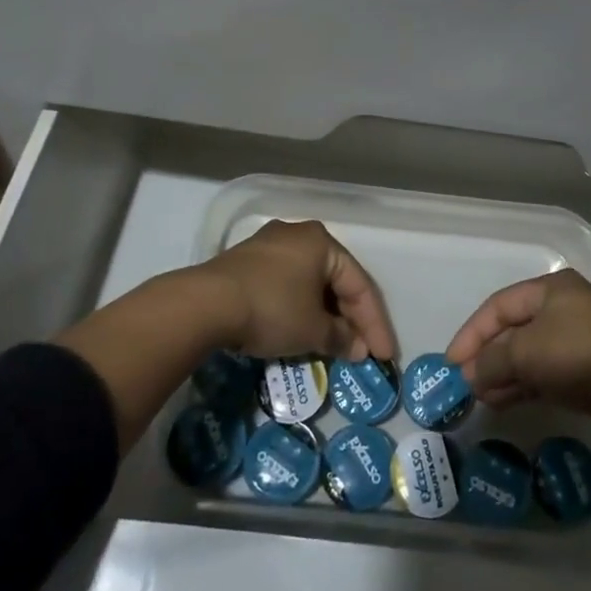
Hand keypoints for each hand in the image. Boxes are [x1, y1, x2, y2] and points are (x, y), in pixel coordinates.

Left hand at [204, 219, 396, 362]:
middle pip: (335, 280)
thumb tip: (357, 348)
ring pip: (309, 282)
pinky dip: (299, 308)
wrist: (206, 304)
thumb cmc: (272, 309)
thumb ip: (341, 338)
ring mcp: (269, 246)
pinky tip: (301, 329)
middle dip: (350, 318)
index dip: (375, 323)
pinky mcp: (246, 262)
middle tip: (361, 351)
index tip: (384, 356)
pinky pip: (286, 284)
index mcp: (322, 242)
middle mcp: (298, 235)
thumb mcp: (312, 329)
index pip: (359, 284)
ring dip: (324, 314)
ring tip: (333, 345)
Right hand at [445, 270, 590, 436]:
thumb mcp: (525, 353)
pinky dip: (521, 384)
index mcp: (551, 288)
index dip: (471, 333)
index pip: (499, 306)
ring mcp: (576, 338)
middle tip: (464, 383)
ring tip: (479, 397)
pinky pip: (543, 371)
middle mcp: (563, 307)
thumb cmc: (577, 356)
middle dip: (486, 356)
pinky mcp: (585, 368)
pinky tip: (501, 401)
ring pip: (528, 353)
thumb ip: (491, 361)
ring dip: (502, 374)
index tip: (451, 362)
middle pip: (513, 329)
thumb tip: (471, 376)